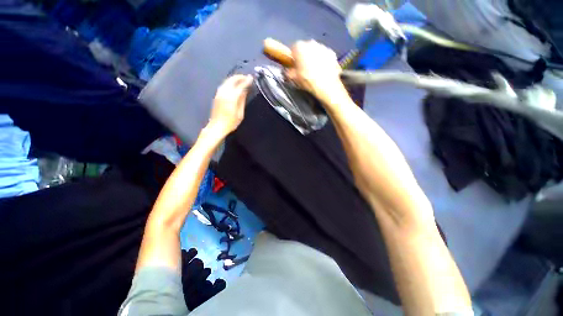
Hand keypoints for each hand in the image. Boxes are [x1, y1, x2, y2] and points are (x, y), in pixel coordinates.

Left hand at [208, 74, 252, 135]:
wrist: (217, 126)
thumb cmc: (231, 122)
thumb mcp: (240, 113)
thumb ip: (242, 100)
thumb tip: (245, 91)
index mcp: (231, 97)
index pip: (240, 85)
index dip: (246, 81)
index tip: (251, 78)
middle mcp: (224, 92)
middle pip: (232, 80)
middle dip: (240, 77)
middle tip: (247, 77)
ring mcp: (219, 93)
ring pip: (227, 81)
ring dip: (234, 79)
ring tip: (241, 79)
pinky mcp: (217, 95)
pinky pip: (224, 85)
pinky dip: (230, 82)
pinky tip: (234, 84)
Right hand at [285, 40, 347, 105]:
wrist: (326, 86)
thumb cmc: (307, 80)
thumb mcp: (294, 79)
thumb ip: (289, 73)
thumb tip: (288, 72)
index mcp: (299, 47)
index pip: (292, 49)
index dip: (293, 58)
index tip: (293, 65)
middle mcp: (311, 43)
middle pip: (305, 49)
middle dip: (303, 57)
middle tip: (303, 69)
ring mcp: (323, 47)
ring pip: (315, 51)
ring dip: (314, 59)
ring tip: (313, 72)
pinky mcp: (332, 53)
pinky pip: (325, 56)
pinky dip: (323, 61)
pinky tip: (322, 72)